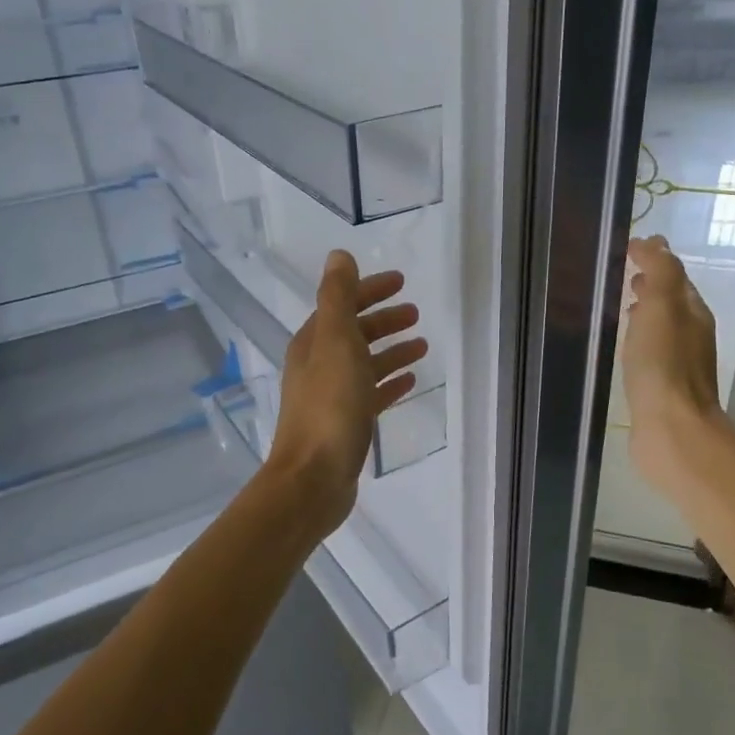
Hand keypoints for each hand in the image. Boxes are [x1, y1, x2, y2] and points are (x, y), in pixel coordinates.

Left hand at [265, 250, 428, 538]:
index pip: (342, 304)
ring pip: (365, 363)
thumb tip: (339, 255)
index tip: (401, 282)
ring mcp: (331, 396)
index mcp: (313, 342)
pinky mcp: (345, 424)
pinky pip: (371, 394)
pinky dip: (389, 382)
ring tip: (421, 345)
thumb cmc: (328, 407)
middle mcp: (318, 365)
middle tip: (415, 313)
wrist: (313, 478)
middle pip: (354, 332)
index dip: (369, 290)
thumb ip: (338, 298)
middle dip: (383, 320)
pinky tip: (411, 381)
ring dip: (390, 350)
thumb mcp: (336, 343)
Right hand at [623, 235, 721, 490]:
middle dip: (651, 286)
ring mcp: (679, 365)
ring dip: (645, 314)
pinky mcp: (663, 390)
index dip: (654, 259)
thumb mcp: (661, 307)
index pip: (675, 276)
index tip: (626, 248)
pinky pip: (651, 354)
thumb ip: (660, 272)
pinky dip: (639, 342)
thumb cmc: (663, 366)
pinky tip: (624, 350)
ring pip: (662, 329)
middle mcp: (691, 336)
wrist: (672, 430)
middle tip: (624, 276)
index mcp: (693, 313)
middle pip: (672, 302)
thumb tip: (656, 243)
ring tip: (620, 309)